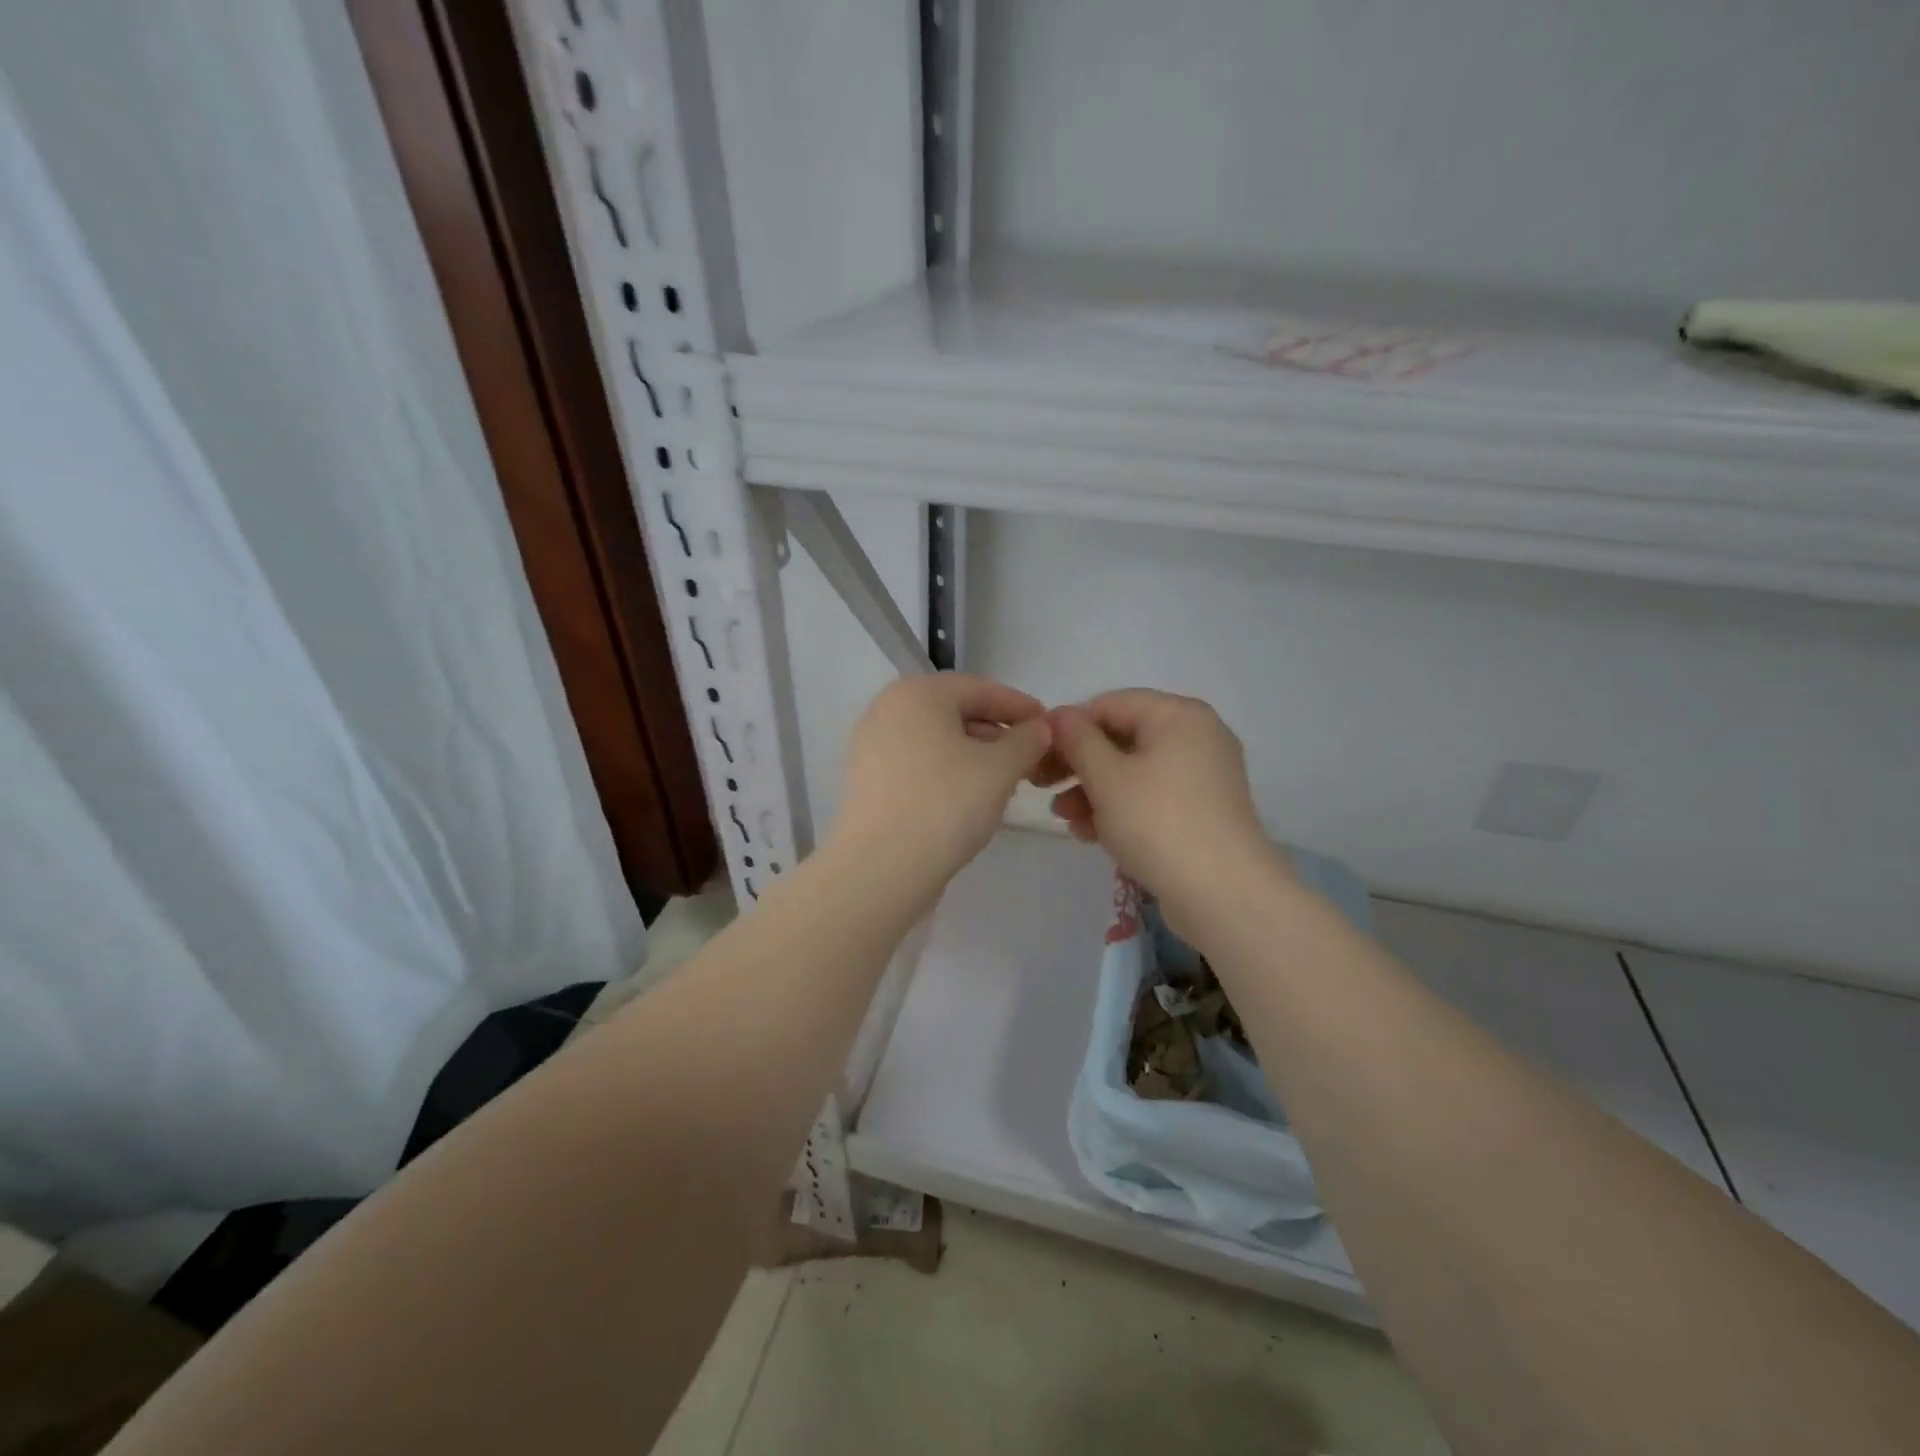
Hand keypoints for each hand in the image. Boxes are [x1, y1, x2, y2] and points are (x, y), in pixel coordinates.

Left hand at [831, 673, 1051, 885]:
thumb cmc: (945, 804)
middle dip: (998, 733)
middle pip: (956, 712)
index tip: (1051, 727)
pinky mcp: (868, 781)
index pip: (981, 689)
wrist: (880, 869)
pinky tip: (971, 799)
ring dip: (975, 755)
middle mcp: (887, 710)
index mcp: (917, 693)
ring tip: (1007, 781)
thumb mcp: (1000, 768)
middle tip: (1032, 758)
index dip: (1021, 707)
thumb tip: (1038, 729)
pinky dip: (948, 773)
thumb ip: (1027, 740)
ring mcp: (871, 746)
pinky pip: (918, 765)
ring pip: (937, 741)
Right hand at [1039, 690, 1291, 933]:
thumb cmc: (1157, 822)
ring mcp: (1203, 776)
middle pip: (1121, 738)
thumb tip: (1057, 715)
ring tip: (1065, 818)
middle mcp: (1196, 736)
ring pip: (1134, 771)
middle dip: (1078, 765)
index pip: (1109, 704)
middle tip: (1043, 787)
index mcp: (1178, 715)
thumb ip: (1077, 739)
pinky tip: (1090, 834)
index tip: (1038, 757)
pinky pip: (1152, 797)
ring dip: (1093, 791)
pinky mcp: (1202, 811)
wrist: (1222, 893)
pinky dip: (1120, 809)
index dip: (1068, 727)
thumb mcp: (1106, 776)